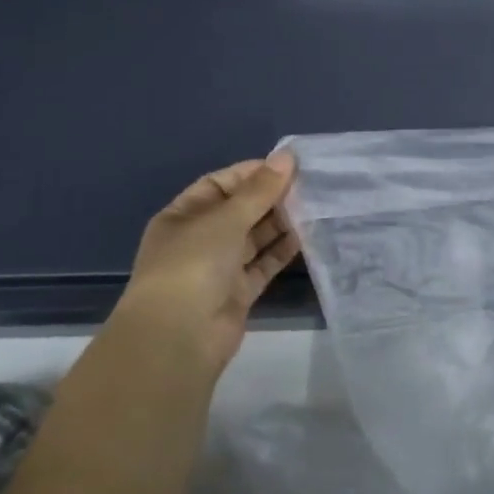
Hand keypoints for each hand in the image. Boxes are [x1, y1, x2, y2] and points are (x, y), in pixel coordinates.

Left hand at [113, 152, 299, 380]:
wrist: (178, 337)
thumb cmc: (192, 265)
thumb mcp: (225, 219)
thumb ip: (259, 190)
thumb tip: (287, 157)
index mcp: (183, 217)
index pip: (219, 184)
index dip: (251, 173)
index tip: (288, 166)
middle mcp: (199, 240)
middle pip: (239, 211)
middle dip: (270, 198)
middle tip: (309, 185)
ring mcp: (218, 268)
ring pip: (254, 238)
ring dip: (280, 223)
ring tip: (314, 206)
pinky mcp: (238, 293)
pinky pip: (263, 264)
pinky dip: (282, 251)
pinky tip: (306, 236)